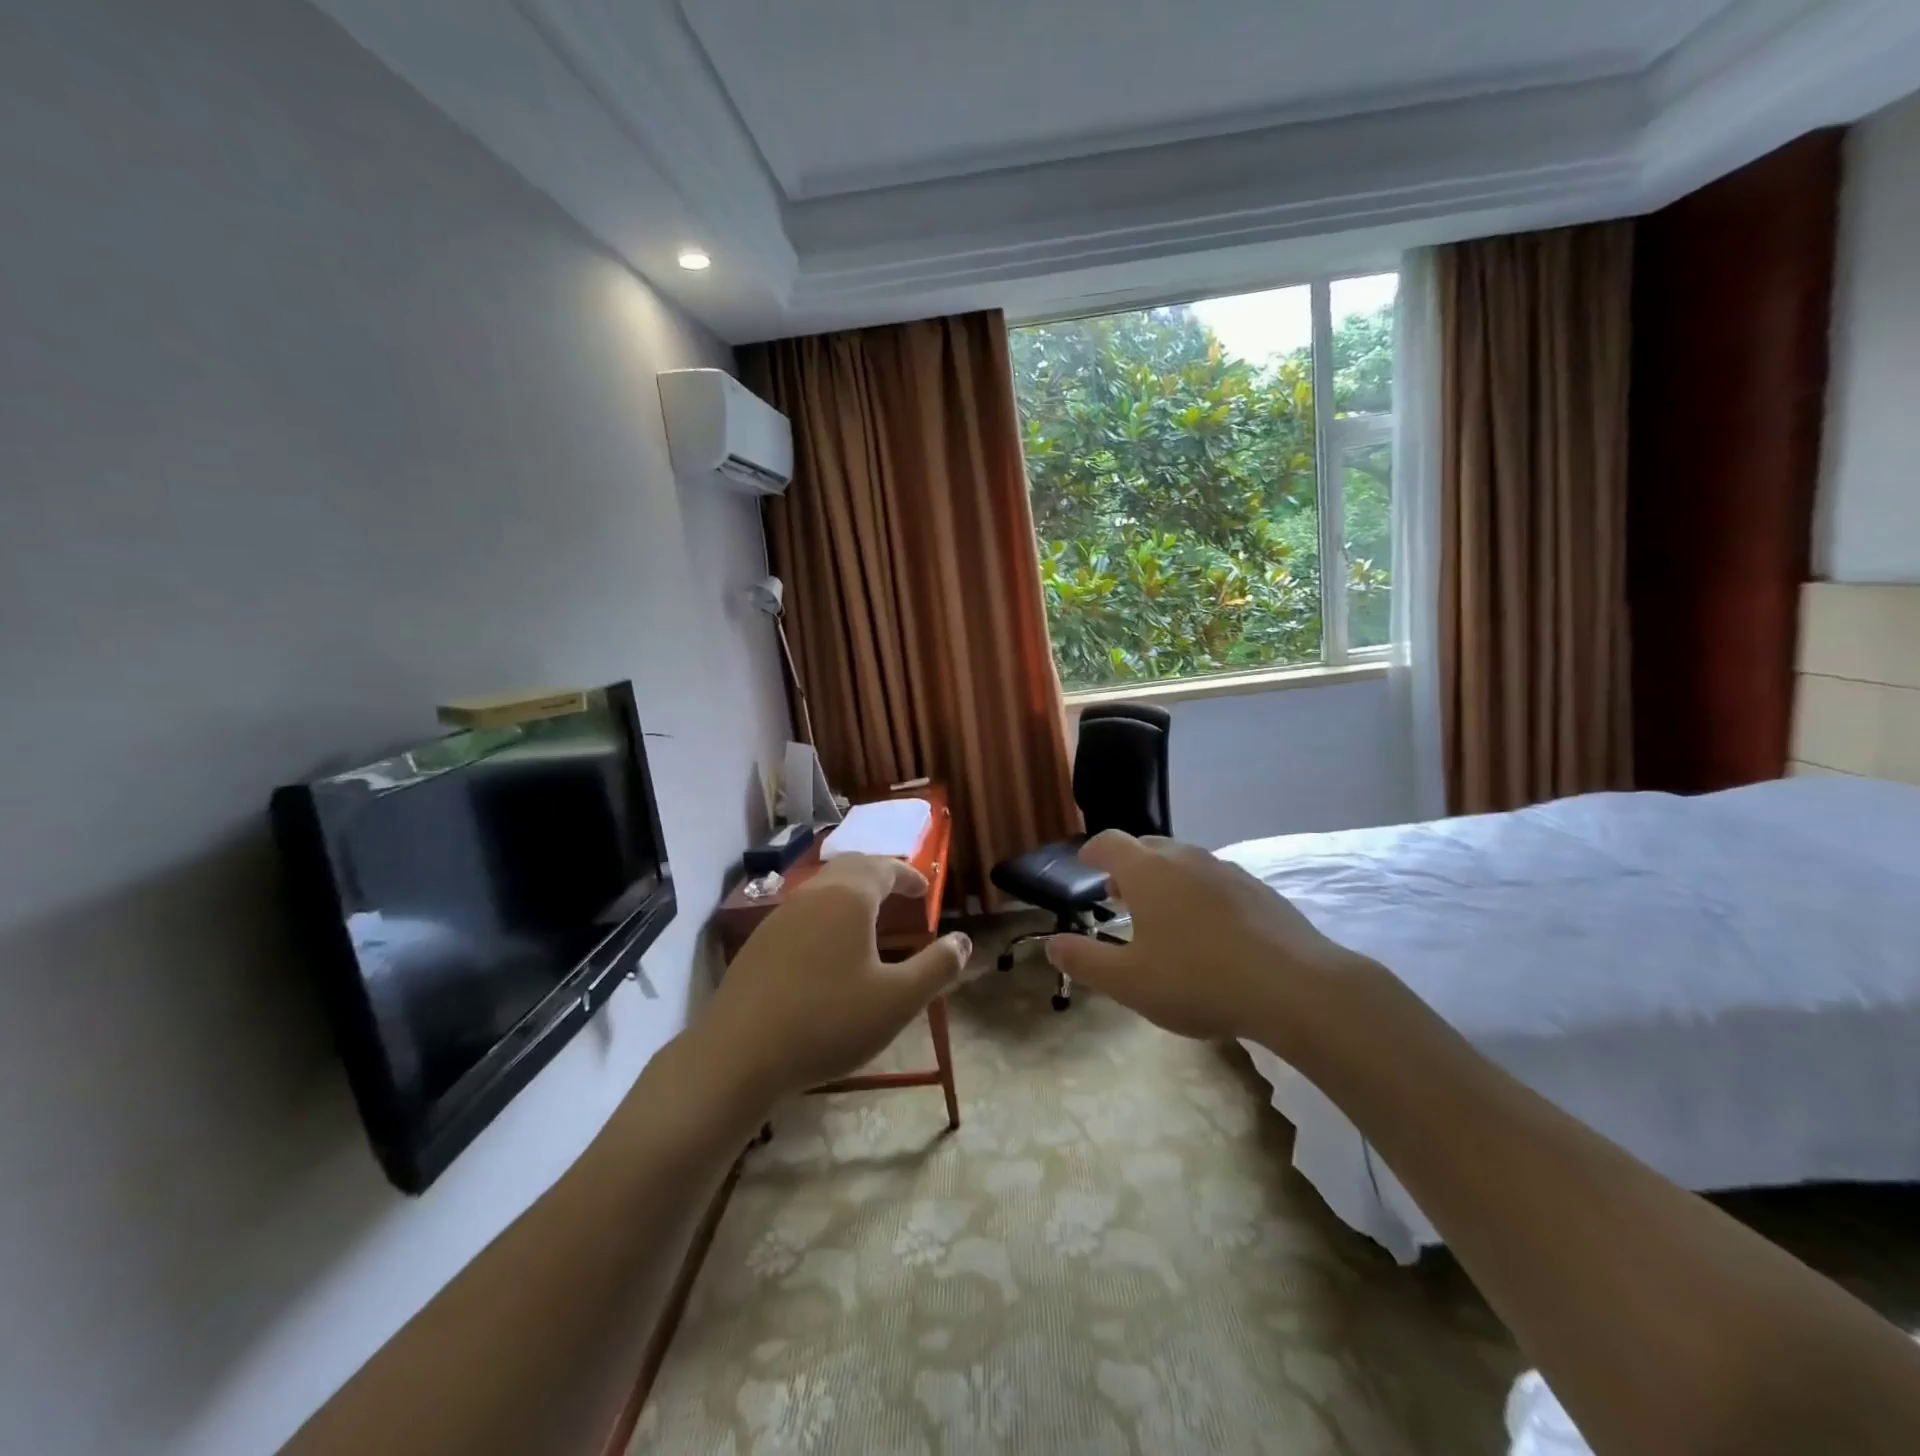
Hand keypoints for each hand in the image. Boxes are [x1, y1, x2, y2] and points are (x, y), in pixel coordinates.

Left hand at [700, 854, 970, 1104]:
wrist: (738, 1055)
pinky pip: (802, 913)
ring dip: (851, 895)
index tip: (925, 890)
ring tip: (868, 920)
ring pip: (823, 889)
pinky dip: (826, 916)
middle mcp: (812, 895)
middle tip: (900, 893)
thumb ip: (937, 967)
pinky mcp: (758, 943)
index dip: (909, 874)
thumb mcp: (897, 1000)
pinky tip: (828, 951)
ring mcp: (779, 917)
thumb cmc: (828, 1021)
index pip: (884, 867)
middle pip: (850, 868)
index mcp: (848, 898)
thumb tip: (963, 941)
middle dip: (879, 875)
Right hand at [1045, 830, 1372, 1049]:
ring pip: (1184, 861)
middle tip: (1118, 894)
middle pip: (1147, 846)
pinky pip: (1215, 880)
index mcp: (1147, 872)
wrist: (1295, 988)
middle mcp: (1185, 859)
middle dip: (1128, 865)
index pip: (1110, 842)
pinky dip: (1198, 892)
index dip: (1092, 851)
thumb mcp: (1129, 982)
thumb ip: (1085, 960)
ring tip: (1161, 912)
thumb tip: (1051, 944)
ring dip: (1164, 878)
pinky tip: (1208, 930)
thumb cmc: (1198, 981)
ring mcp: (1226, 870)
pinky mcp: (1258, 889)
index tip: (1085, 864)